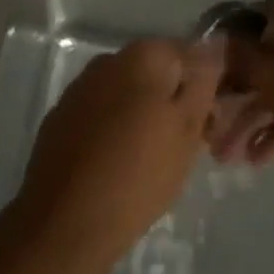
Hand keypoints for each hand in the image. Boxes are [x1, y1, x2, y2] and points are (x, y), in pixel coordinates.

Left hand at [10, 38, 223, 267]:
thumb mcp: (187, 131)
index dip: (203, 87)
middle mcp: (109, 59)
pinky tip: (116, 164)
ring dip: (142, 115)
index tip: (208, 123)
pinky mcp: (60, 117)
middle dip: (172, 101)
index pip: (189, 54)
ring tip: (150, 160)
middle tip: (184, 146)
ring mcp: (80, 87)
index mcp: (144, 54)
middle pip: (155, 72)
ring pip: (126, 94)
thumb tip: (214, 47)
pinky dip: (113, 130)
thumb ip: (202, 84)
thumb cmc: (137, 176)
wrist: (62, 225)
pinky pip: (100, 114)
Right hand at [211, 14, 273, 194]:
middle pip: (270, 56)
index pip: (258, 20)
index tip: (209, 77)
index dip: (230, 47)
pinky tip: (260, 158)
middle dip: (239, 93)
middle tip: (212, 126)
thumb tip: (223, 36)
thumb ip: (249, 61)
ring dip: (256, 115)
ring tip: (228, 157)